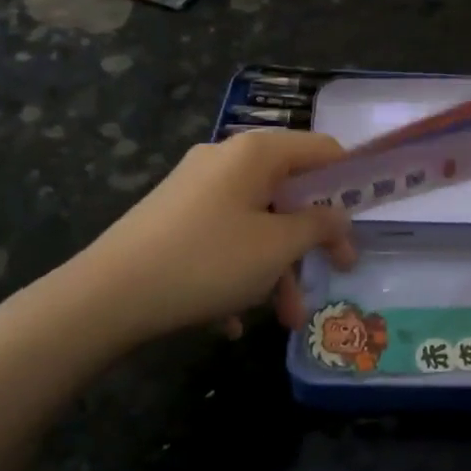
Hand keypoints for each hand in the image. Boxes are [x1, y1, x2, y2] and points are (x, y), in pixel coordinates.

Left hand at [58, 130, 357, 349]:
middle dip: (310, 242)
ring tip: (282, 319)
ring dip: (276, 269)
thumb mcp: (277, 247)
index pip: (322, 150)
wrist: (106, 297)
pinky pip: (222, 240)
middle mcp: (225, 160)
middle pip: (288, 192)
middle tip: (333, 275)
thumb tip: (339, 214)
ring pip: (256, 223)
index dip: (350, 181)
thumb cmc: (207, 262)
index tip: (364, 219)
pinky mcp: (172, 219)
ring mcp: (195, 189)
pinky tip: (231, 320)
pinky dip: (238, 274)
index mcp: (255, 153)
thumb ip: (319, 225)